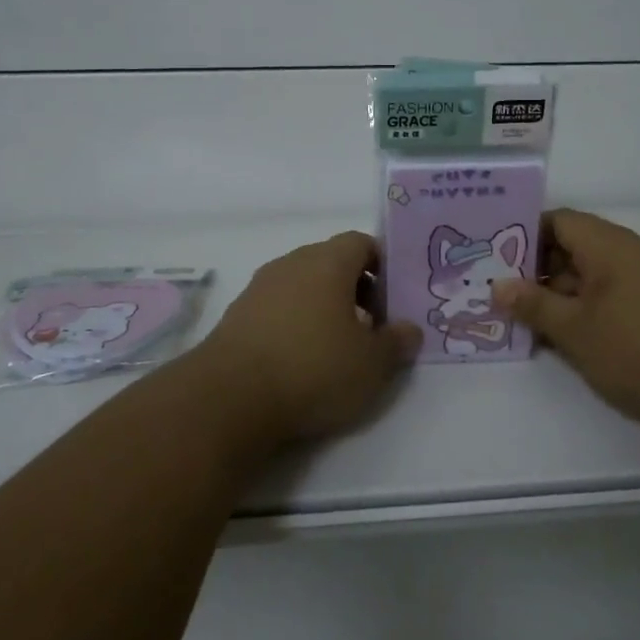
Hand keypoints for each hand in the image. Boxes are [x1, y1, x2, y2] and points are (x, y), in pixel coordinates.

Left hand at [205, 231, 420, 444]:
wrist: (230, 397)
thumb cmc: (313, 369)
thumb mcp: (372, 364)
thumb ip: (397, 342)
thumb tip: (410, 329)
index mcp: (328, 262)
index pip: (361, 242)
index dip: (382, 264)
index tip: (392, 297)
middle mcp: (292, 263)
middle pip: (331, 261)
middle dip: (355, 287)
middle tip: (371, 325)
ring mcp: (259, 287)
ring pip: (302, 284)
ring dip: (323, 305)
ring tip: (337, 346)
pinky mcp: (237, 314)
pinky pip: (278, 306)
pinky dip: (294, 322)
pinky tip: (300, 359)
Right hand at [494, 209, 639, 436]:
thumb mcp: (577, 330)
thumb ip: (534, 306)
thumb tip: (497, 285)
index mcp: (606, 244)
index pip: (555, 221)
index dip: (521, 235)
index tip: (491, 259)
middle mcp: (626, 254)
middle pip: (569, 249)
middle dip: (532, 271)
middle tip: (495, 294)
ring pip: (587, 278)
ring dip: (555, 296)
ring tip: (518, 320)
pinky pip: (606, 299)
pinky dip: (581, 313)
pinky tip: (559, 339)